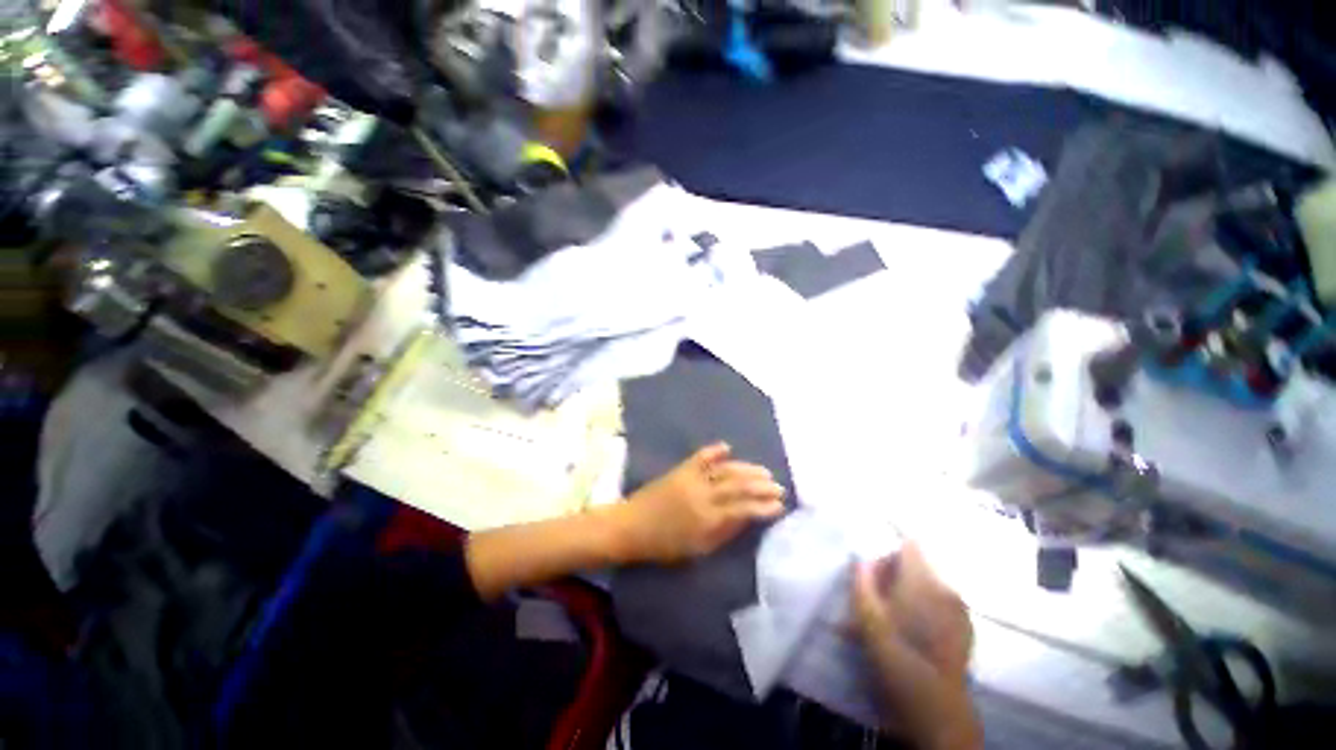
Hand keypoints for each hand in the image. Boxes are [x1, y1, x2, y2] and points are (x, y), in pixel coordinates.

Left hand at [615, 442, 785, 563]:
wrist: (631, 526)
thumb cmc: (664, 545)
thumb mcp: (697, 549)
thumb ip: (723, 533)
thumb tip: (746, 519)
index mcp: (708, 519)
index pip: (743, 509)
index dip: (764, 506)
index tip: (780, 505)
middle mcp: (703, 495)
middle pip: (738, 486)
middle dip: (761, 486)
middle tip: (778, 486)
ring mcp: (692, 479)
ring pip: (725, 470)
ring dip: (746, 469)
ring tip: (763, 471)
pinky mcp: (681, 469)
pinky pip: (700, 457)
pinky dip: (714, 451)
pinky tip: (727, 447)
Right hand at [852, 542, 980, 749]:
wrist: (937, 710)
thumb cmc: (898, 659)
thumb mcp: (868, 619)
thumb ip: (862, 583)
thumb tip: (861, 559)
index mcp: (923, 581)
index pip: (909, 544)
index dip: (888, 554)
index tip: (874, 576)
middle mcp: (947, 588)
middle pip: (917, 564)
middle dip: (894, 576)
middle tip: (877, 603)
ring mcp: (960, 609)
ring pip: (927, 585)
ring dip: (908, 593)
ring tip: (893, 620)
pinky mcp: (966, 627)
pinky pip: (940, 603)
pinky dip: (924, 607)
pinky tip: (914, 632)